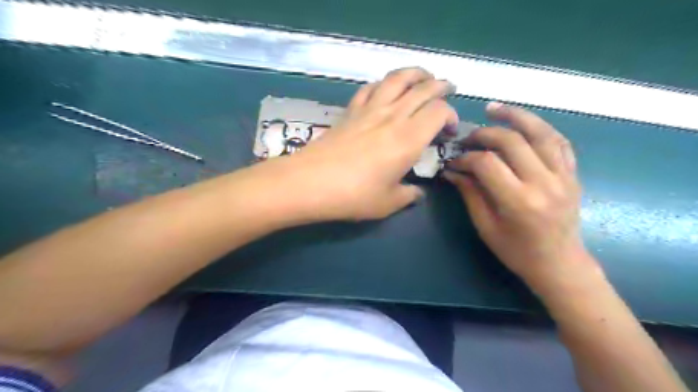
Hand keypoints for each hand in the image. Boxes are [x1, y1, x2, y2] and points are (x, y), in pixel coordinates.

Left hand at [266, 67, 458, 221]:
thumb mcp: (388, 203)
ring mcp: (369, 110)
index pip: (439, 111)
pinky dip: (384, 84)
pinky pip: (371, 88)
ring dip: (415, 74)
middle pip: (423, 88)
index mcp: (408, 139)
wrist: (310, 182)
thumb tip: (417, 193)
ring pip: (397, 78)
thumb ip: (408, 196)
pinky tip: (386, 89)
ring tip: (423, 77)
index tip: (448, 132)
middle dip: (441, 86)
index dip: (450, 116)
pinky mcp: (350, 111)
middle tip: (448, 90)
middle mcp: (393, 116)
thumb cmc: (353, 195)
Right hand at [444, 103, 590, 289]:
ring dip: (516, 116)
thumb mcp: (486, 226)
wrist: (560, 264)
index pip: (487, 163)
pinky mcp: (572, 175)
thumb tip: (452, 170)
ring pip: (541, 133)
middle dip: (485, 133)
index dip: (466, 157)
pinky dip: (541, 128)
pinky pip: (559, 142)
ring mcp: (563, 176)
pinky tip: (525, 123)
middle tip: (469, 137)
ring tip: (495, 109)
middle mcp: (544, 183)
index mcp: (518, 201)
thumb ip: (470, 193)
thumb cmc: (517, 251)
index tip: (453, 161)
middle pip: (512, 141)